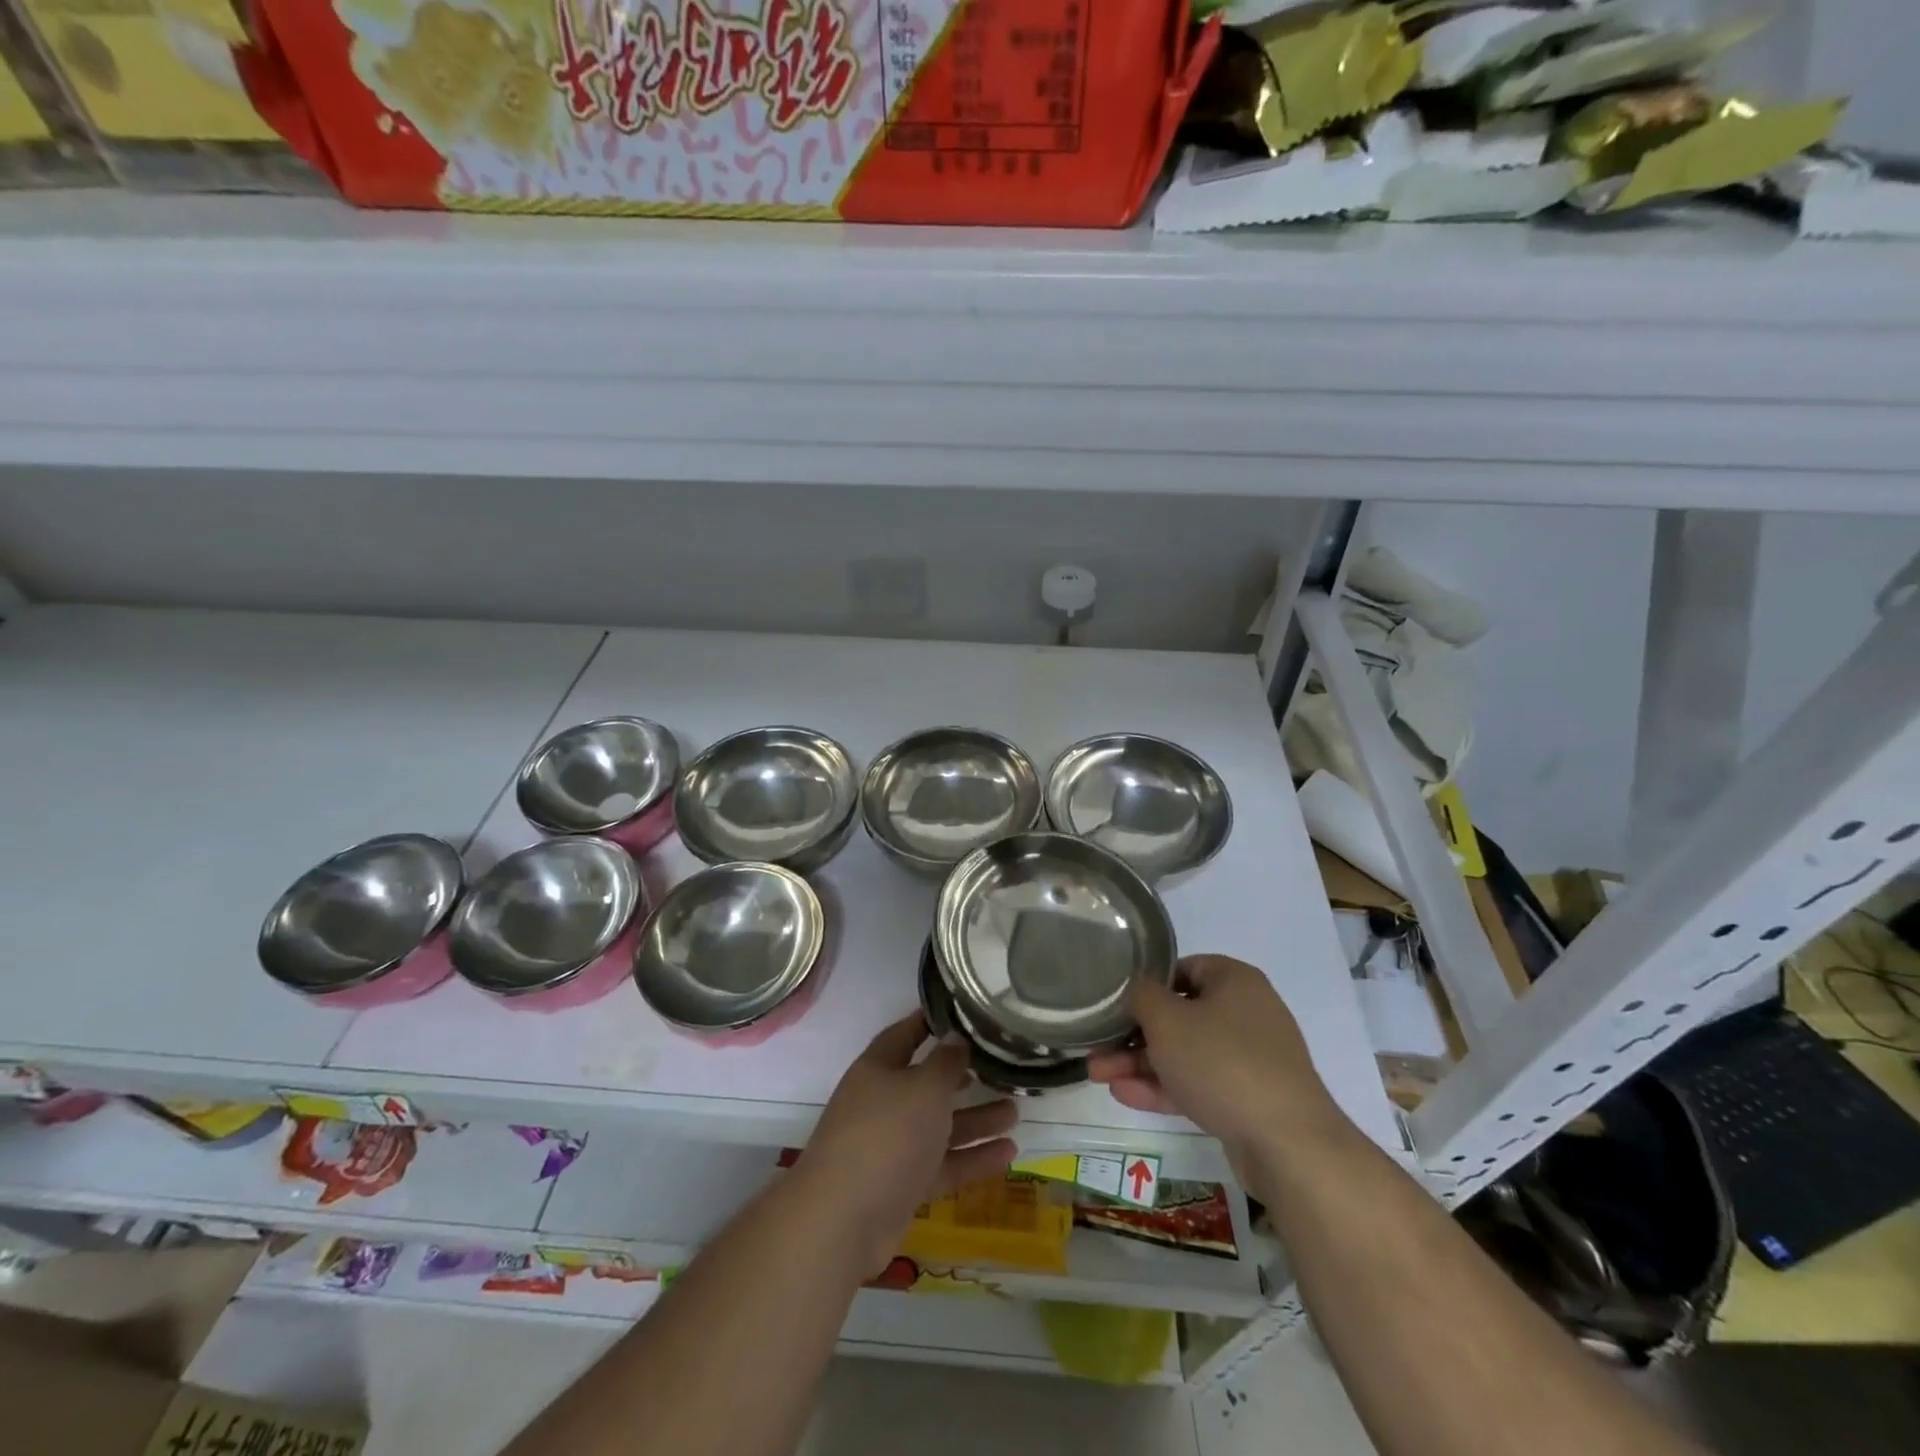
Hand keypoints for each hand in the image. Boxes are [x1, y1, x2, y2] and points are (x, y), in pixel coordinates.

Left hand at [798, 1013, 1018, 1271]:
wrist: (844, 1221)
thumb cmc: (886, 1134)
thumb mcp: (924, 1088)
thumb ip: (946, 1063)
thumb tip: (956, 1037)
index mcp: (878, 1069)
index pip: (905, 1035)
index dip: (930, 1022)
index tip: (961, 1012)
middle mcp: (883, 1104)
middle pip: (927, 1084)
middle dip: (963, 1077)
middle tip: (1000, 1068)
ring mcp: (892, 1147)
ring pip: (940, 1126)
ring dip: (976, 1119)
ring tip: (1016, 1111)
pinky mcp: (904, 1186)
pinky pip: (944, 1164)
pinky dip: (973, 1158)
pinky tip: (1009, 1152)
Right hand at [1088, 955, 1348, 1174]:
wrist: (1288, 1145)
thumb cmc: (1222, 1063)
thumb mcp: (1168, 1020)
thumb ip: (1142, 996)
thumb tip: (1136, 988)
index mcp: (1234, 980)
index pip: (1183, 968)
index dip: (1147, 984)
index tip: (1116, 1002)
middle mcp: (1246, 1013)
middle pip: (1179, 1015)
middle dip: (1134, 1034)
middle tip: (1097, 1047)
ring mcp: (1250, 1059)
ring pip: (1185, 1053)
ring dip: (1141, 1063)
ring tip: (1098, 1074)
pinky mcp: (1248, 1099)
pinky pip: (1199, 1083)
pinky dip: (1164, 1087)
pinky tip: (1123, 1095)